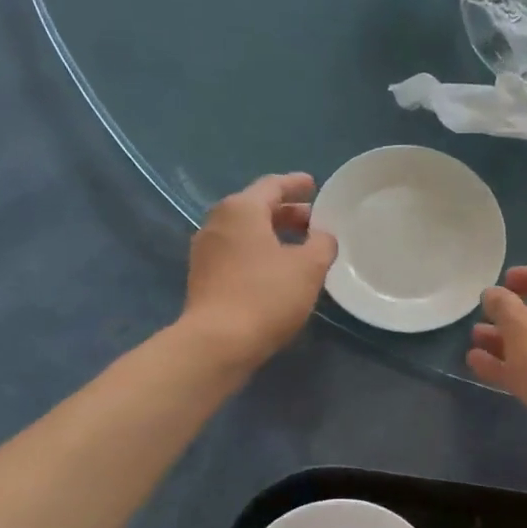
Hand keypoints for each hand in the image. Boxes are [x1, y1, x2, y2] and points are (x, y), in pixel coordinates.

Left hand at [180, 173, 336, 370]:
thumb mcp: (309, 268)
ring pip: (246, 233)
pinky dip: (259, 254)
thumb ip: (322, 244)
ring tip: (299, 248)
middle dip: (287, 213)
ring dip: (273, 236)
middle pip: (256, 208)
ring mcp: (206, 251)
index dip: (296, 184)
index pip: (272, 186)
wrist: (218, 342)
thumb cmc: (266, 296)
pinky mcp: (203, 278)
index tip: (313, 185)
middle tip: (314, 222)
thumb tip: (322, 237)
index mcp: (241, 209)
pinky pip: (237, 254)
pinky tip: (277, 271)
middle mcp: (217, 222)